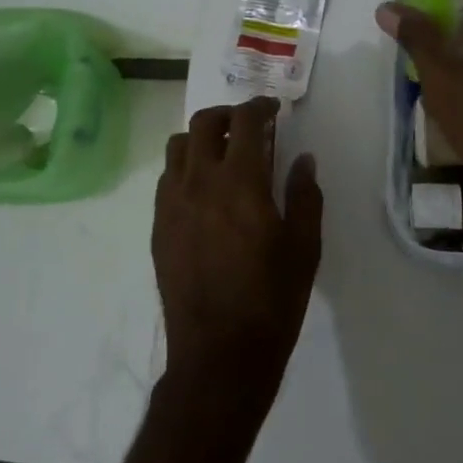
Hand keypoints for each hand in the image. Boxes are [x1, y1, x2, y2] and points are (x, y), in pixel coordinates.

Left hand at [153, 97, 322, 414]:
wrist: (218, 356)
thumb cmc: (271, 302)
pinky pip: (167, 179)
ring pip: (178, 147)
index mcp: (240, 183)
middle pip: (203, 123)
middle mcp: (199, 182)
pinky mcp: (158, 226)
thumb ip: (304, 196)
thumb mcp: (303, 248)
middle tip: (248, 126)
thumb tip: (303, 159)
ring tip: (222, 154)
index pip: (244, 122)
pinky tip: (203, 190)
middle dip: (227, 114)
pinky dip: (185, 168)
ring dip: (201, 138)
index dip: (259, 107)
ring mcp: (172, 204)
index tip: (272, 110)